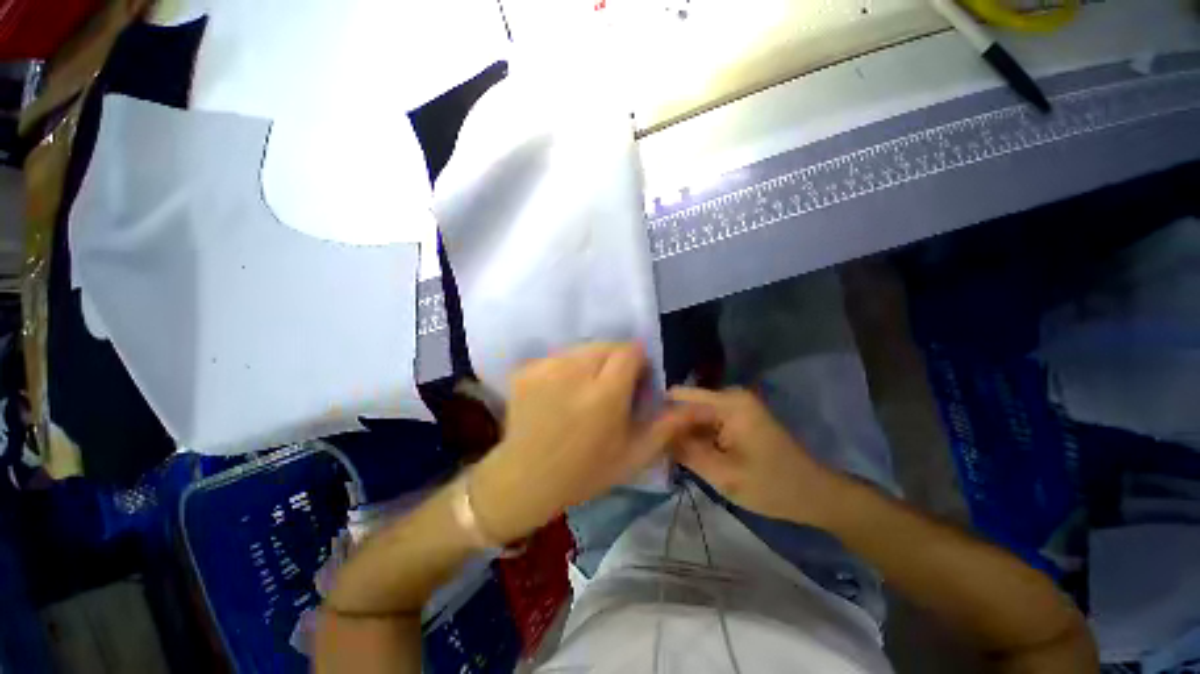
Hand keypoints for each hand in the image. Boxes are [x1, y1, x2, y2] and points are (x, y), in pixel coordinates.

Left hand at [470, 343, 699, 543]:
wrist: (524, 480)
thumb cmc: (585, 472)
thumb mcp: (634, 454)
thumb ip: (668, 425)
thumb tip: (701, 408)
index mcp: (605, 394)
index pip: (630, 350)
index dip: (638, 363)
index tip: (635, 383)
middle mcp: (574, 372)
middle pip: (607, 345)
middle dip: (616, 361)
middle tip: (610, 390)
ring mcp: (545, 368)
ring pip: (582, 348)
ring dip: (591, 363)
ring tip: (584, 392)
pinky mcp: (525, 370)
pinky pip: (558, 356)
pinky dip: (566, 368)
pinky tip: (560, 393)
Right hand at [668, 386, 842, 524]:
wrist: (815, 495)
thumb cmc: (772, 486)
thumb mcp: (723, 474)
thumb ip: (685, 452)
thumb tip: (654, 436)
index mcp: (728, 402)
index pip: (679, 398)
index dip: (659, 414)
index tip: (642, 434)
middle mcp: (729, 397)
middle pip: (686, 406)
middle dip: (670, 427)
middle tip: (652, 451)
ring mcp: (734, 407)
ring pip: (694, 416)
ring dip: (682, 434)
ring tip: (664, 455)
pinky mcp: (736, 418)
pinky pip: (706, 423)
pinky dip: (696, 438)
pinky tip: (685, 455)